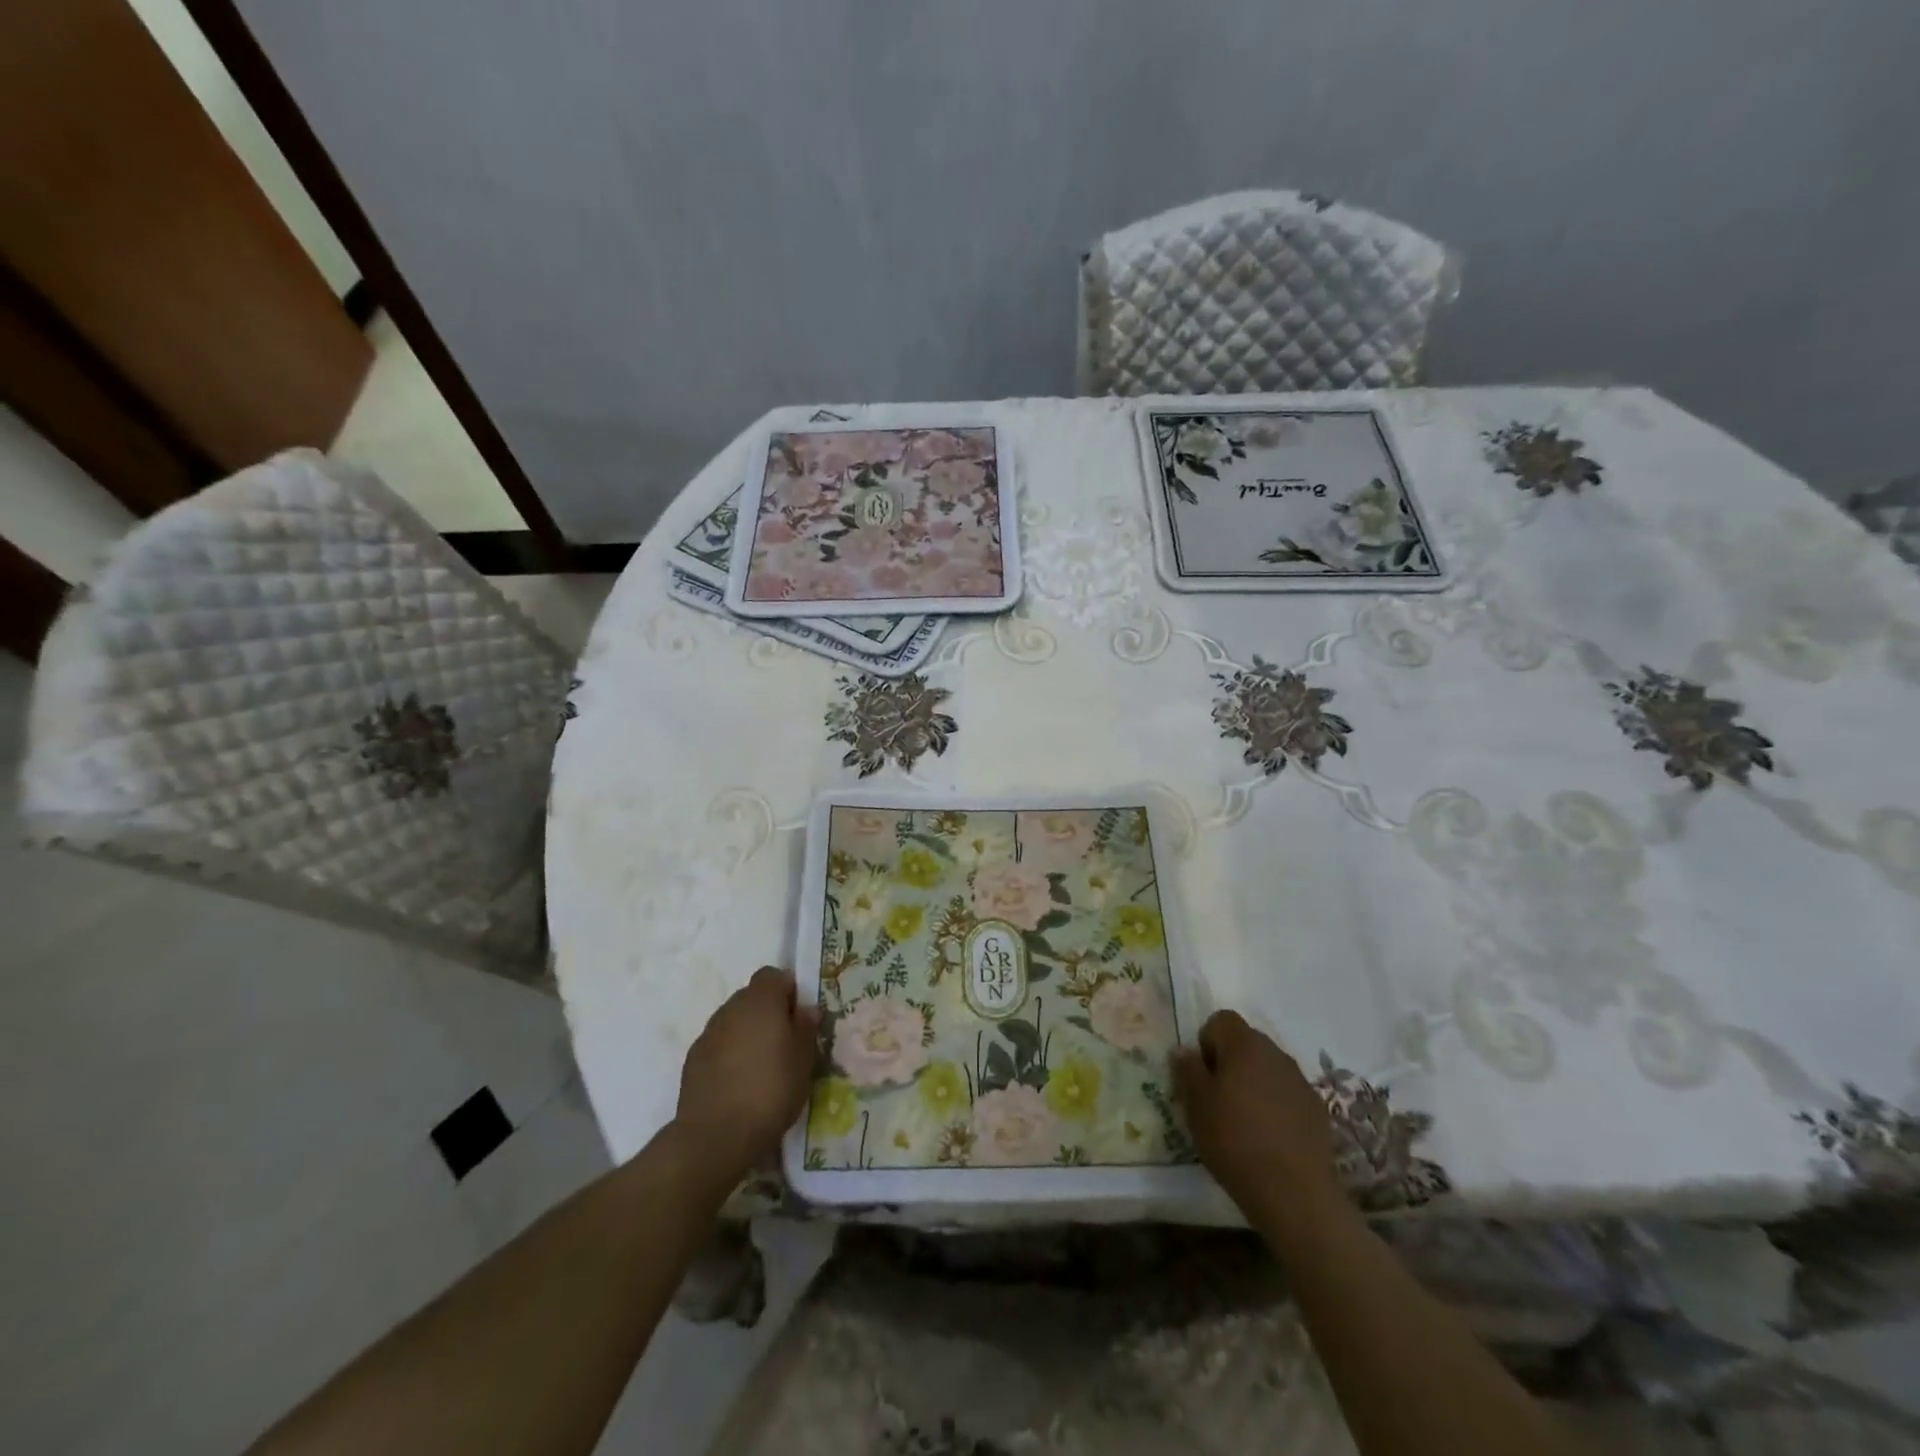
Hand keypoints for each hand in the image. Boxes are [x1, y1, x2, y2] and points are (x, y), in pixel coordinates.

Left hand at [675, 966, 817, 1182]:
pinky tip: (739, 1081)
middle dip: (768, 1012)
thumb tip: (804, 1008)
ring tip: (761, 1065)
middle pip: (752, 996)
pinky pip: (718, 1044)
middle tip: (784, 1042)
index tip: (798, 1016)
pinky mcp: (693, 1059)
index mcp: (760, 1000)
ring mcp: (708, 1033)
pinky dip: (729, 1053)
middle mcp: (731, 1008)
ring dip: (747, 1033)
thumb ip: (805, 1028)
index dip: (787, 990)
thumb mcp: (803, 1061)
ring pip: (734, 1021)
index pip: (773, 975)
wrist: (715, 1136)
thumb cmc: (770, 1091)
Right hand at [1174, 1010, 1343, 1234]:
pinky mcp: (1318, 1110)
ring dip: (1254, 1083)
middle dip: (1230, 1062)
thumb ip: (1188, 1070)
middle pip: (1246, 1042)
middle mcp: (1276, 1053)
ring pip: (1268, 1068)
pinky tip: (1270, 1137)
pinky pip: (1287, 1094)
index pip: (1222, 1020)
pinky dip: (1276, 1105)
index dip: (1207, 1042)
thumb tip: (1184, 1050)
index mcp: (1245, 1045)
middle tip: (1217, 1099)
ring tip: (1244, 1121)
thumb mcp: (1196, 1106)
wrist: (1295, 1193)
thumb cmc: (1235, 1140)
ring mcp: (1301, 1081)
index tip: (1203, 1076)